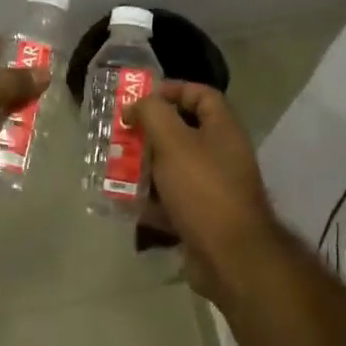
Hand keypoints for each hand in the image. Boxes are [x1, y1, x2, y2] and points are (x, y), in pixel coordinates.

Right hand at [128, 81, 282, 300]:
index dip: (172, 90)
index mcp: (223, 130)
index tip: (140, 99)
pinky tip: (125, 202)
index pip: (201, 95)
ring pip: (173, 169)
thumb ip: (153, 114)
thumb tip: (137, 104)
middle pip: (183, 132)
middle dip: (149, 132)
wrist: (230, 256)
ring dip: (145, 167)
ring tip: (115, 167)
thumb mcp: (173, 142)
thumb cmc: (203, 189)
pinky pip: (171, 202)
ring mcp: (212, 189)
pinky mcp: (201, 218)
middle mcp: (221, 155)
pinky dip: (149, 201)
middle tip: (121, 134)